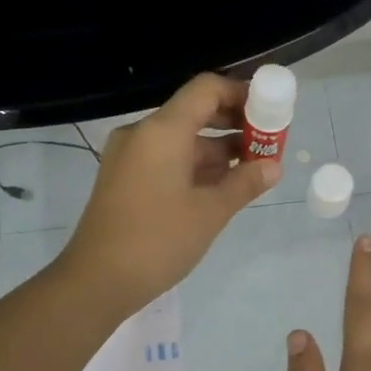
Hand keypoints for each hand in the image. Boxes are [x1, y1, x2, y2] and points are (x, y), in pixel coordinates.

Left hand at [59, 73, 280, 313]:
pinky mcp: (124, 180)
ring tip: (252, 170)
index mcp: (161, 131)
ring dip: (217, 150)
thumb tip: (273, 166)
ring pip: (181, 140)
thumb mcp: (210, 213)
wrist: (96, 281)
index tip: (270, 112)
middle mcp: (142, 134)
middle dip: (233, 125)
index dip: (241, 94)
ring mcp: (129, 158)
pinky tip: (221, 187)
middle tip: (267, 144)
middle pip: (194, 112)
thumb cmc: (157, 241)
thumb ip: (244, 183)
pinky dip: (194, 167)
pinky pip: (166, 159)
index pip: (206, 89)